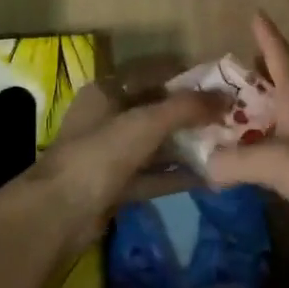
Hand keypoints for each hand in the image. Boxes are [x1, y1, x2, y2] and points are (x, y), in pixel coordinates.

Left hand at [23, 60, 222, 254]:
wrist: (58, 214)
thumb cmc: (100, 154)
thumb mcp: (146, 122)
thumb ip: (186, 107)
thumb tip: (226, 96)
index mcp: (106, 91)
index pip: (152, 74)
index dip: (186, 78)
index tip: (221, 86)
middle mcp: (107, 118)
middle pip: (155, 109)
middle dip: (191, 114)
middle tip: (230, 118)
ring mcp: (109, 154)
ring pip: (155, 144)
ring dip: (187, 145)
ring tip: (226, 145)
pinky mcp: (115, 186)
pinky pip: (152, 175)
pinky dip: (177, 175)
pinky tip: (209, 176)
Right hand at [205, 12, 288, 254]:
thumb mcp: (275, 163)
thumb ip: (235, 162)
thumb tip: (206, 164)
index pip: (280, 55)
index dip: (267, 35)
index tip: (257, 13)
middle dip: (266, 69)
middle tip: (245, 64)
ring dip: (273, 106)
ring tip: (248, 111)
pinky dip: (281, 140)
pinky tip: (271, 155)